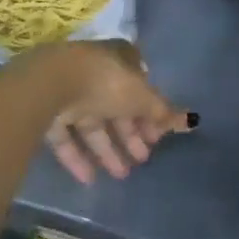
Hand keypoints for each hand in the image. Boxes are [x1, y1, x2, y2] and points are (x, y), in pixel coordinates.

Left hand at [28, 40, 194, 184]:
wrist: (50, 84)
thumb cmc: (106, 82)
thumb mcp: (142, 97)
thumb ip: (163, 112)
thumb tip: (191, 121)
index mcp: (121, 59)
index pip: (140, 84)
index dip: (150, 110)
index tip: (157, 136)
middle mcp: (96, 73)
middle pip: (117, 106)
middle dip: (131, 133)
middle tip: (143, 158)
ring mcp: (69, 92)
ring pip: (93, 124)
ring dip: (108, 149)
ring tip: (122, 174)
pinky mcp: (47, 112)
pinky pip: (67, 137)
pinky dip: (78, 157)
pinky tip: (89, 179)